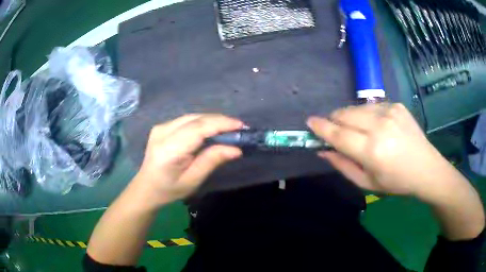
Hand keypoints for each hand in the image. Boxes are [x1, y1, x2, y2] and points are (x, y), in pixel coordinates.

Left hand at [133, 114, 243, 206]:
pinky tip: (212, 129)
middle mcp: (163, 132)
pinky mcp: (162, 126)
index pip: (198, 128)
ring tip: (229, 128)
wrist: (147, 187)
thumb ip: (212, 161)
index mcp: (169, 149)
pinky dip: (202, 122)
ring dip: (212, 120)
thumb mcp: (193, 180)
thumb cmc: (169, 189)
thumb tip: (236, 149)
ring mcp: (161, 127)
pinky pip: (187, 120)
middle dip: (220, 121)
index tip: (241, 126)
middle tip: (239, 128)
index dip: (221, 124)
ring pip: (192, 117)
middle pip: (196, 119)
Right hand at [307, 103, 451, 198]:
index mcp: (373, 151)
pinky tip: (376, 126)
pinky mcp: (397, 105)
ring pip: (357, 108)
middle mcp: (380, 126)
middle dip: (334, 120)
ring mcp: (390, 112)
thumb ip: (343, 166)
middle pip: (345, 114)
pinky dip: (366, 114)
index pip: (339, 135)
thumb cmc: (396, 182)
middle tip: (335, 130)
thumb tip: (323, 151)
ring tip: (358, 130)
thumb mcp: (367, 183)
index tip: (309, 122)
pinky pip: (372, 106)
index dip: (321, 127)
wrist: (426, 168)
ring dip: (350, 117)